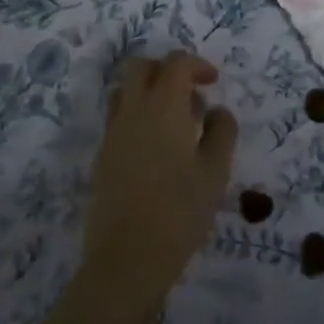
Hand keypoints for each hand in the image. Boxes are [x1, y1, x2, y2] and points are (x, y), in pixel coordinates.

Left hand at [83, 52, 238, 301]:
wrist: (126, 261)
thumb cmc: (179, 211)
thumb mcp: (216, 170)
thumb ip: (222, 130)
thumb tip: (216, 110)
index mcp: (163, 105)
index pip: (176, 62)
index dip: (197, 64)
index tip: (213, 82)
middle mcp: (133, 110)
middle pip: (142, 66)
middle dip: (167, 70)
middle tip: (190, 95)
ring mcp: (112, 134)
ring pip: (125, 91)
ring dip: (149, 92)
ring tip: (174, 123)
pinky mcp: (101, 158)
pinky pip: (118, 119)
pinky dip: (137, 118)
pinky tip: (156, 152)